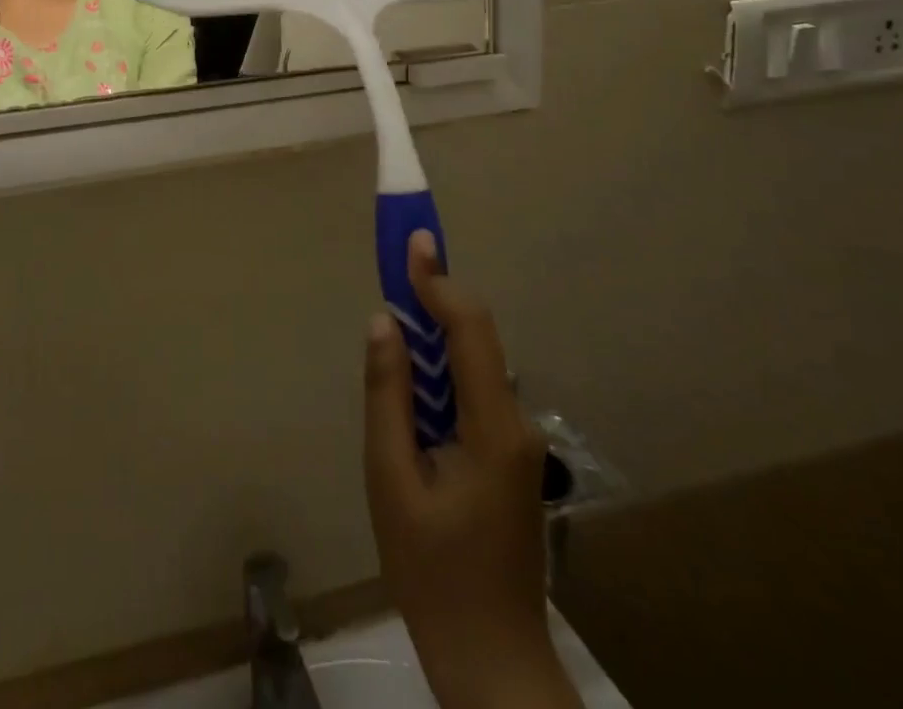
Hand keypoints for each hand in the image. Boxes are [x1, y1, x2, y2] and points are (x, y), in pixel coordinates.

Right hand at [364, 233, 577, 708]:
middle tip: (394, 270)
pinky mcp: (510, 458)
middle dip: (433, 300)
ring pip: (473, 367)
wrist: (491, 660)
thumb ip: (388, 395)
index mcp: (493, 427)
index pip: (470, 330)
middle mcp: (517, 424)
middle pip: (475, 341)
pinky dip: (441, 374)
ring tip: (393, 333)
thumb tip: (384, 323)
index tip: (412, 242)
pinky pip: (473, 394)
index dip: (439, 281)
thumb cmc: (432, 573)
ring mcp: (518, 442)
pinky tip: (412, 393)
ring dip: (433, 340)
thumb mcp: (391, 481)